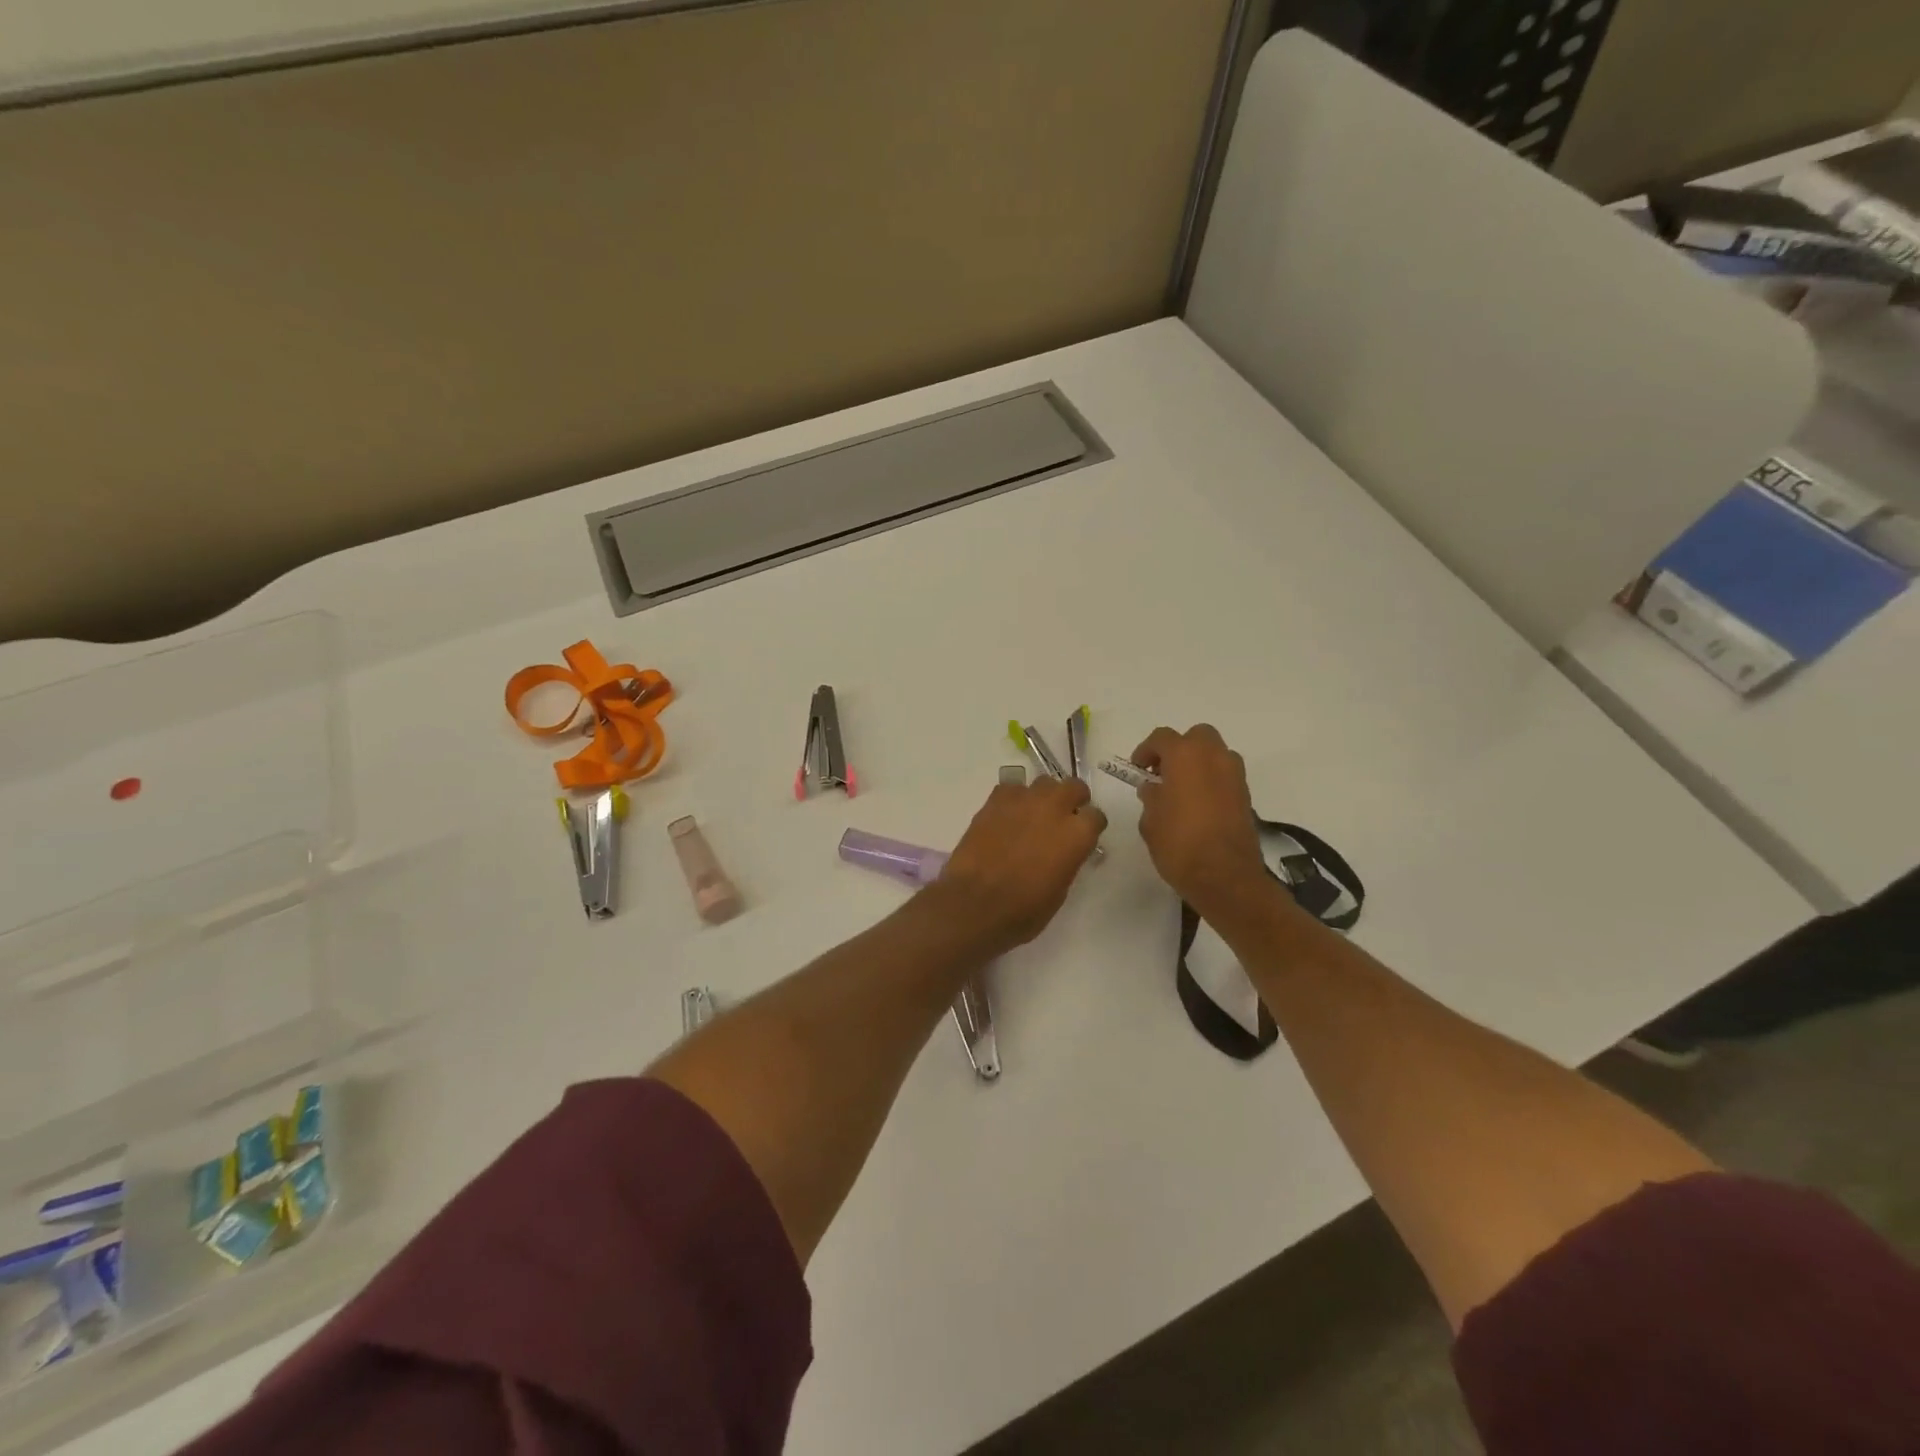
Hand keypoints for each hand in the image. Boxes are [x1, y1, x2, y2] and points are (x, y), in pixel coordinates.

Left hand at [930, 778, 1107, 955]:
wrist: (974, 903)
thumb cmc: (1023, 910)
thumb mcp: (1059, 891)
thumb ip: (1068, 860)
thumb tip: (1065, 851)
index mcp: (1077, 834)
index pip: (1096, 816)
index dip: (1090, 827)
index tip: (1084, 837)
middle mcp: (1055, 808)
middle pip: (1074, 787)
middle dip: (1073, 799)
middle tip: (1064, 817)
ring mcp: (1024, 800)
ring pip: (1044, 783)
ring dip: (1044, 797)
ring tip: (1034, 816)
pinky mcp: (995, 800)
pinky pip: (1012, 788)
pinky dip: (1014, 799)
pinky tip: (1007, 817)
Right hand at [1130, 725, 1266, 913]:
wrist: (1225, 876)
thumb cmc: (1179, 844)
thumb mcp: (1151, 821)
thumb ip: (1151, 798)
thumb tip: (1154, 790)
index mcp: (1185, 756)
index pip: (1162, 738)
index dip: (1146, 750)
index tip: (1138, 769)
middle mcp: (1213, 757)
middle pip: (1197, 736)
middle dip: (1179, 748)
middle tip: (1163, 771)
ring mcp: (1234, 775)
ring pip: (1215, 753)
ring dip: (1199, 763)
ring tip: (1182, 788)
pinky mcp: (1246, 795)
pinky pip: (1225, 775)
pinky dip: (1212, 780)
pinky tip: (1199, 804)